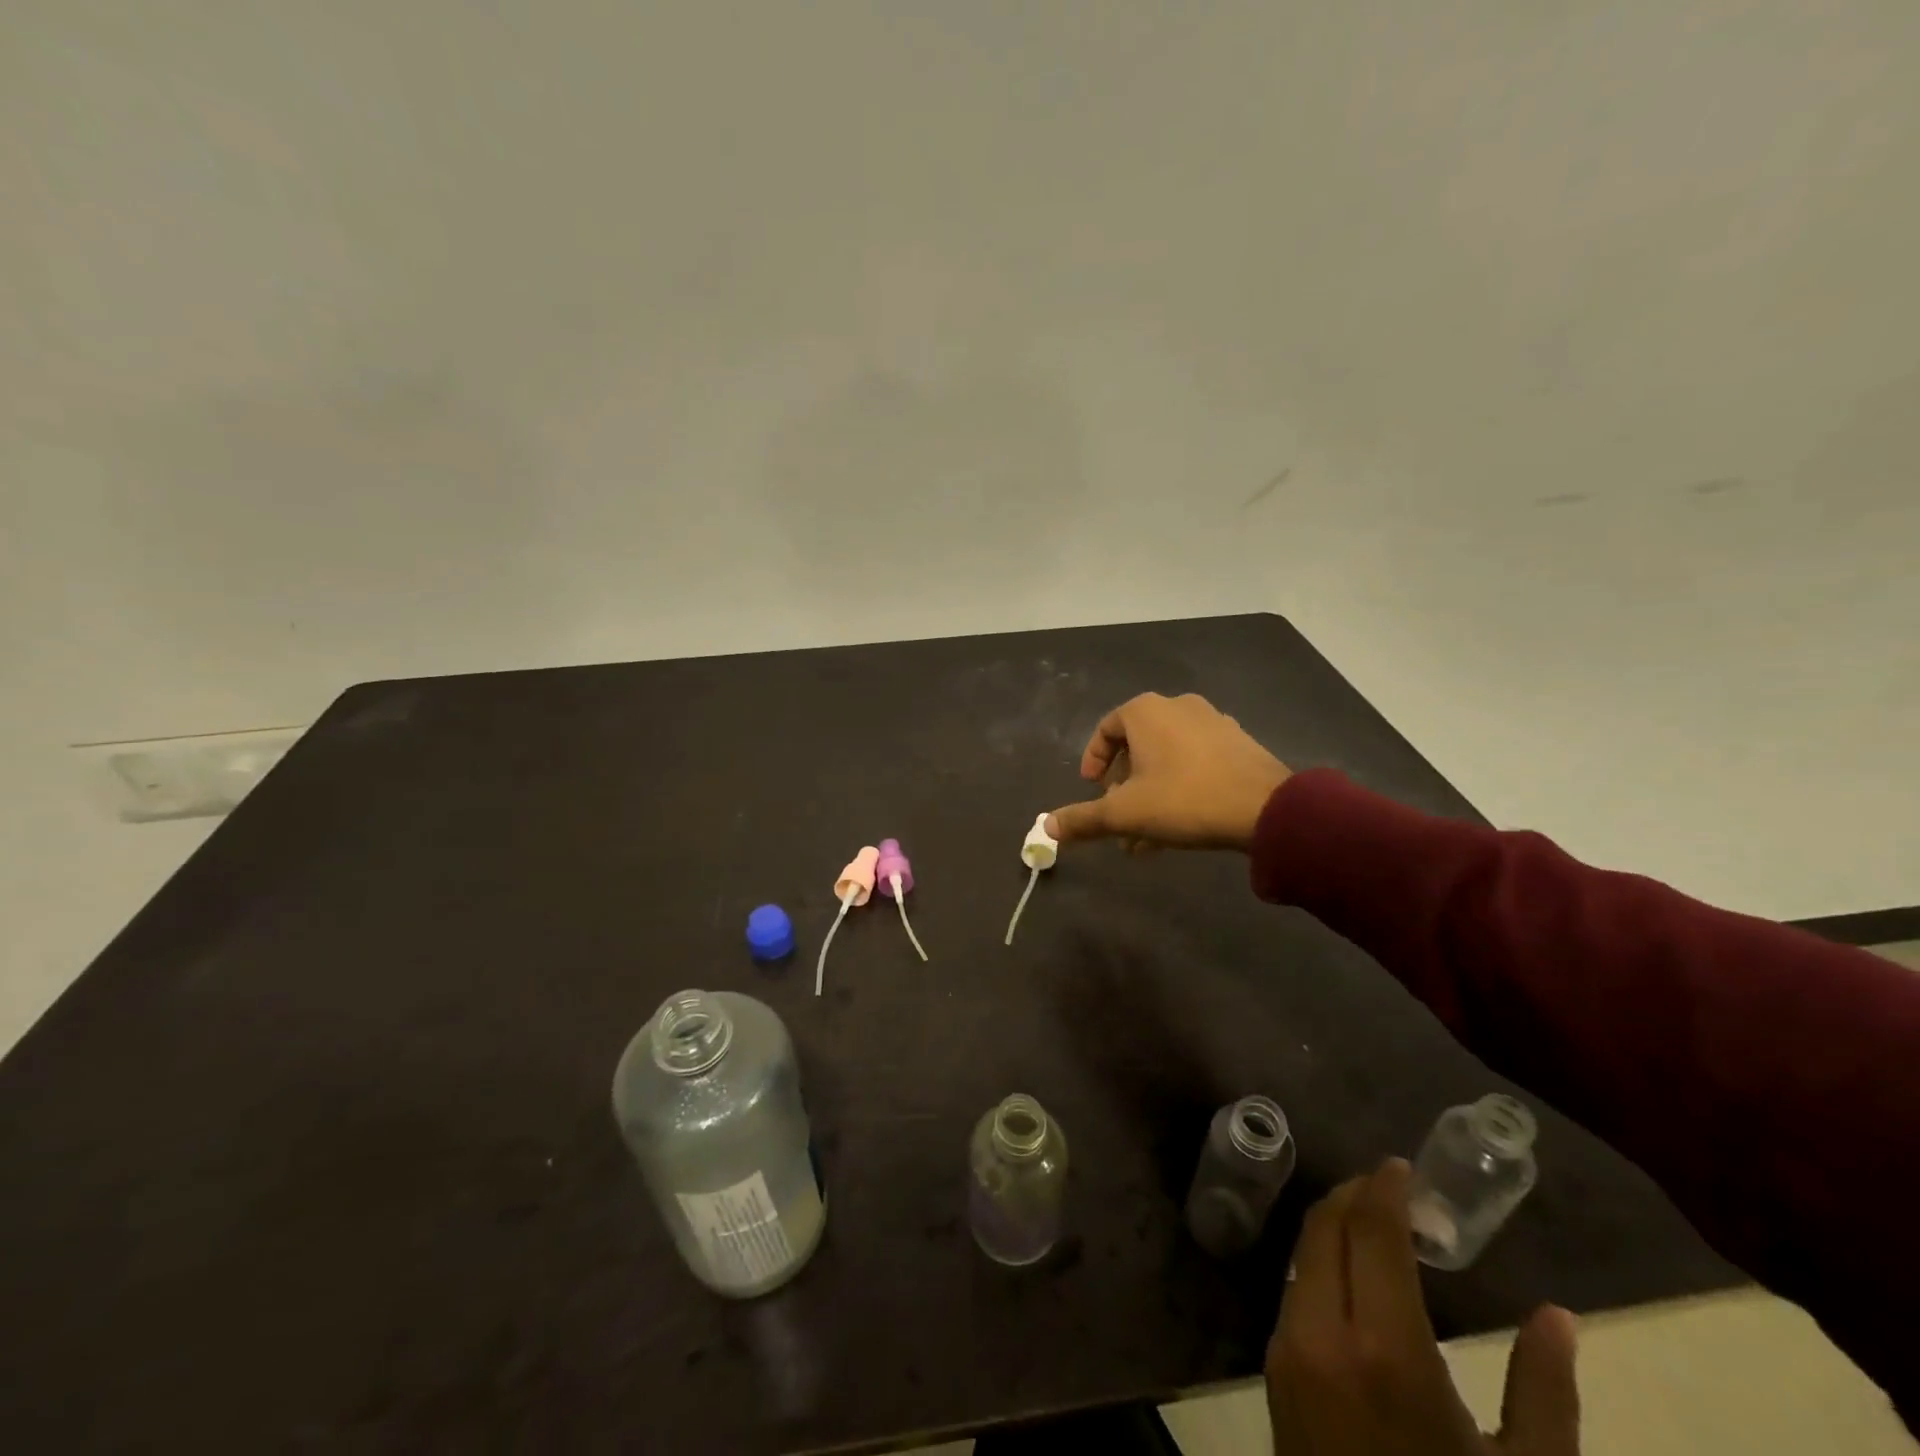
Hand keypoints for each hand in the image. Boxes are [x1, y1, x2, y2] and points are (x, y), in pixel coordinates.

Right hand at [1045, 692, 1290, 851]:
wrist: (1266, 808)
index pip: (1106, 728)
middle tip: (1118, 817)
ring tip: (1144, 835)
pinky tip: (1178, 827)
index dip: (1093, 760)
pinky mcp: (1238, 744)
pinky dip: (1178, 787)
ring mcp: (1213, 723)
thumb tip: (1046, 828)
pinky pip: (1195, 762)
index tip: (1091, 789)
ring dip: (1149, 792)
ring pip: (1166, 758)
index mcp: (1147, 712)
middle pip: (1136, 745)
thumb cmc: (1184, 799)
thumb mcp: (1125, 813)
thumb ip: (1083, 819)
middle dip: (1122, 785)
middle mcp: (1179, 707)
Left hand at [1268, 1159, 1580, 1455]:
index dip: (1384, 1189)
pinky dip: (1323, 1265)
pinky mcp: (1274, 1371)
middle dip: (1356, 1196)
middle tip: (1395, 1189)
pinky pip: (1296, 1290)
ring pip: (1305, 1254)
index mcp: (1383, 1350)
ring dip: (1336, 1228)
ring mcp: (1287, 1349)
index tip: (1403, 1167)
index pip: (1371, 1232)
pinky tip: (1356, 1278)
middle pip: (1326, 1228)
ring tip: (1380, 1226)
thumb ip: (1545, 1392)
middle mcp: (1320, 1332)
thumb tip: (1559, 1317)